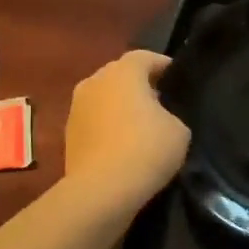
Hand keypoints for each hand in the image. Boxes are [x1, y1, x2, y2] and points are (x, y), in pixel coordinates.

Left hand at [64, 51, 189, 205]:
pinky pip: (95, 121)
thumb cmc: (145, 150)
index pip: (145, 57)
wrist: (100, 191)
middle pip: (121, 75)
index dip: (163, 65)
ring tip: (141, 126)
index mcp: (123, 71)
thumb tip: (160, 117)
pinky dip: (107, 127)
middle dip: (140, 85)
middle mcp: (95, 81)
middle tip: (161, 102)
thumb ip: (171, 114)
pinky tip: (122, 145)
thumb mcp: (179, 130)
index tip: (178, 79)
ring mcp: (77, 107)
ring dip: (120, 106)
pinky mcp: (68, 134)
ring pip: (104, 98)